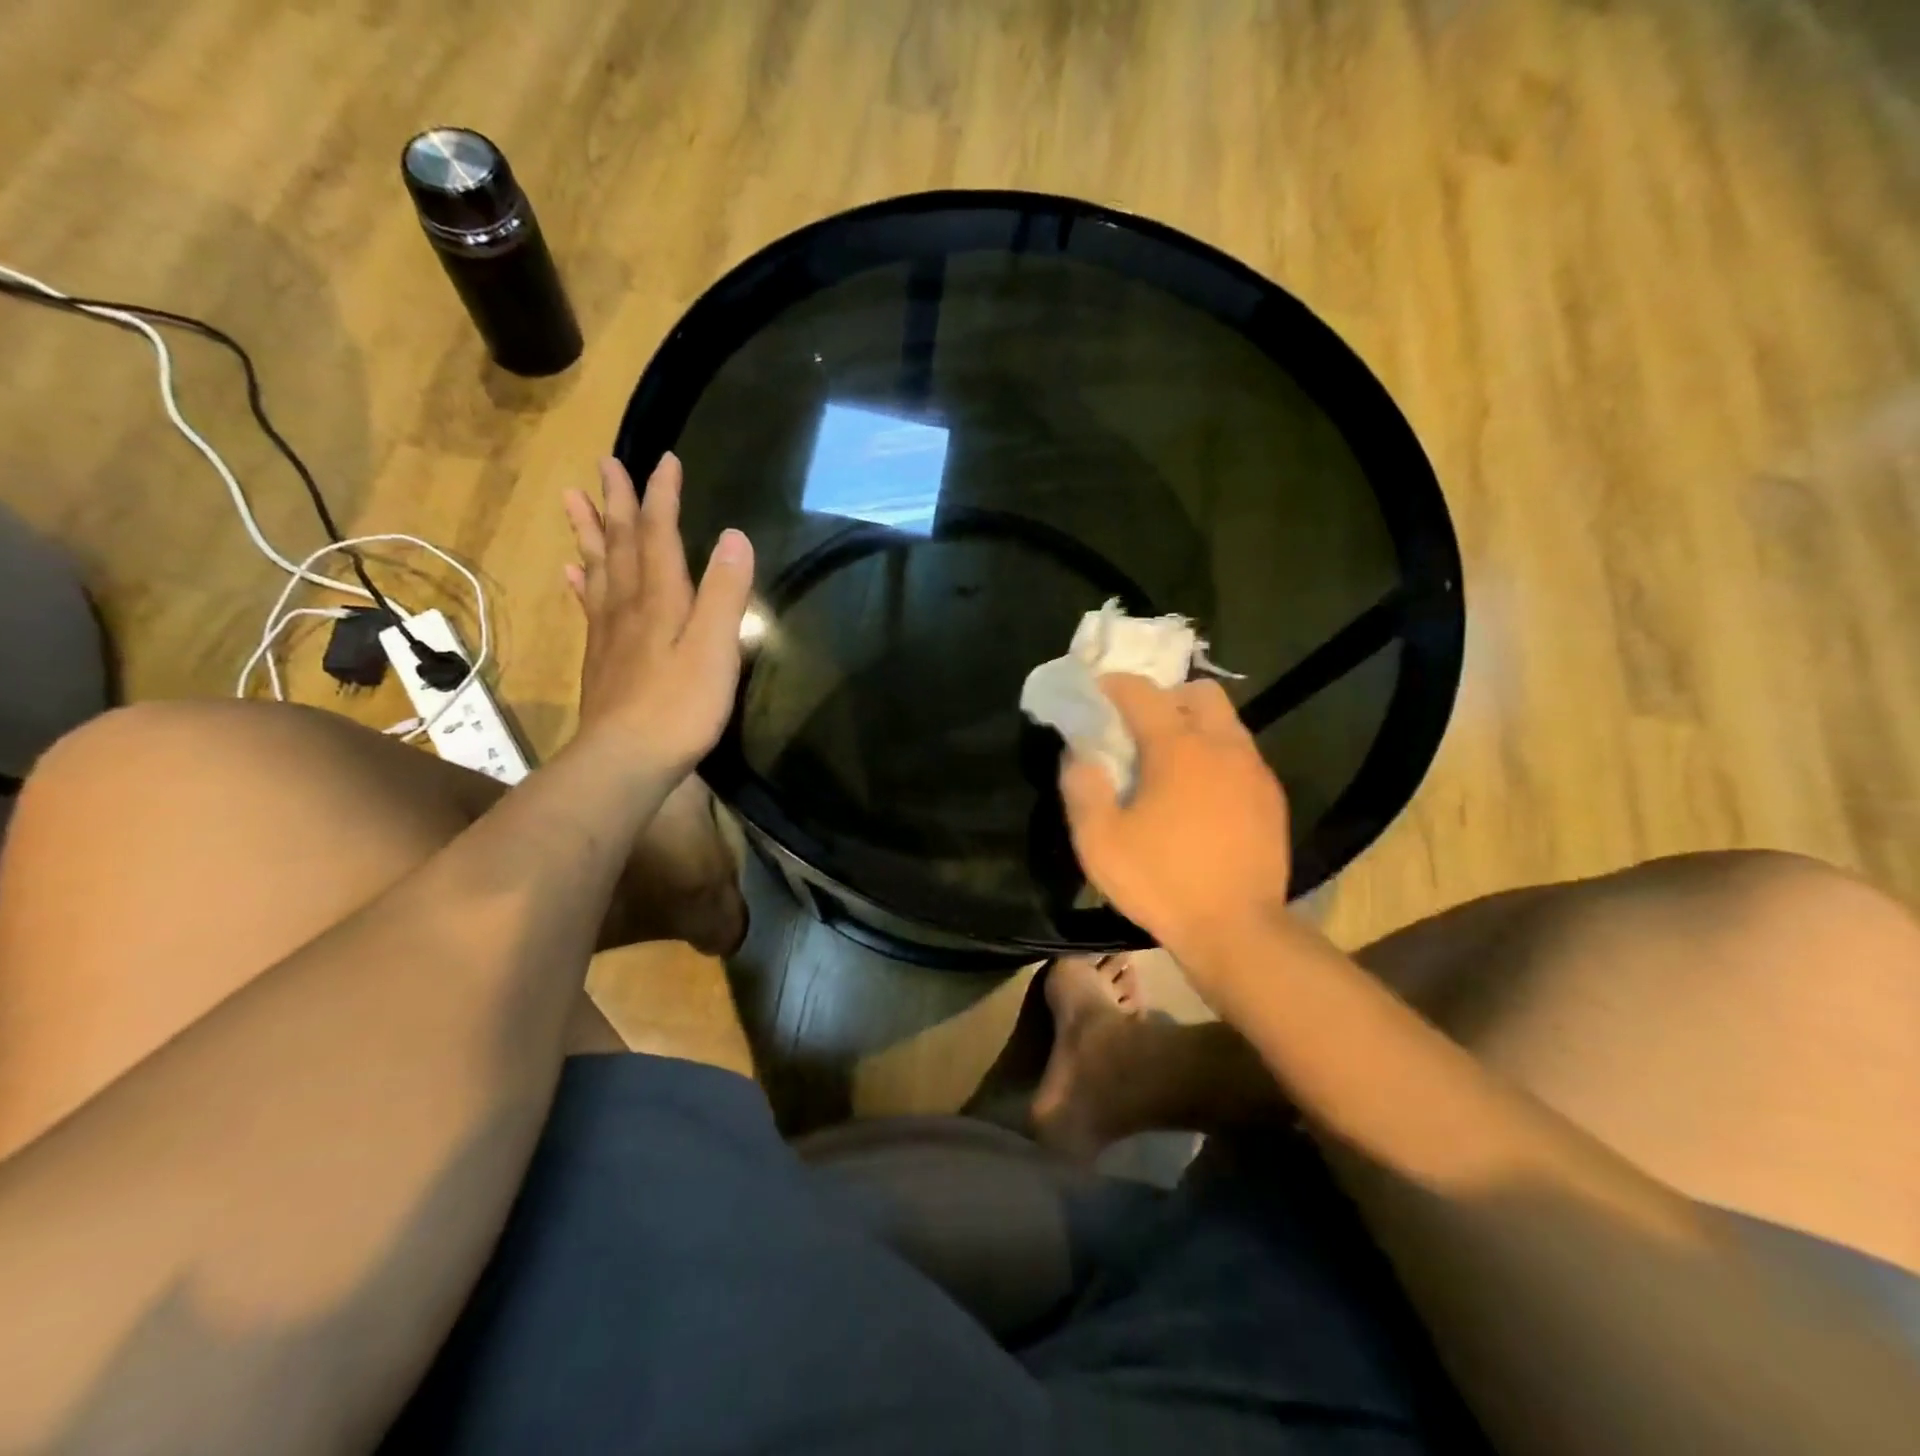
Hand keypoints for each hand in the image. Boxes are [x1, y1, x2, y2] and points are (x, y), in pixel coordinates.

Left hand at [562, 453, 753, 779]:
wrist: (626, 759)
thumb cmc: (680, 706)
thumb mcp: (715, 649)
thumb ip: (726, 593)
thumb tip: (735, 536)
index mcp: (661, 598)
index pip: (659, 534)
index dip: (662, 497)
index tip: (664, 460)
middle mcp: (629, 605)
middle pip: (620, 543)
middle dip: (617, 502)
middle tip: (606, 463)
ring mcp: (610, 631)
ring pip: (598, 568)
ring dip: (589, 531)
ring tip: (573, 498)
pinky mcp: (602, 656)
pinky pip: (589, 605)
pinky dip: (582, 581)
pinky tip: (573, 571)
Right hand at [1059, 675, 1293, 974]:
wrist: (1238, 930)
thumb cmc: (1162, 882)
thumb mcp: (1098, 841)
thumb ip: (1081, 787)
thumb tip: (1079, 753)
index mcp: (1177, 747)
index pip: (1142, 691)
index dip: (1113, 685)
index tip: (1095, 694)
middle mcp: (1222, 745)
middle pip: (1199, 691)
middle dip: (1166, 697)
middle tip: (1139, 729)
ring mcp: (1254, 770)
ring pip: (1226, 722)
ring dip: (1194, 726)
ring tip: (1168, 764)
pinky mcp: (1271, 797)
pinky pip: (1241, 755)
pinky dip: (1216, 757)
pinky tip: (1199, 796)